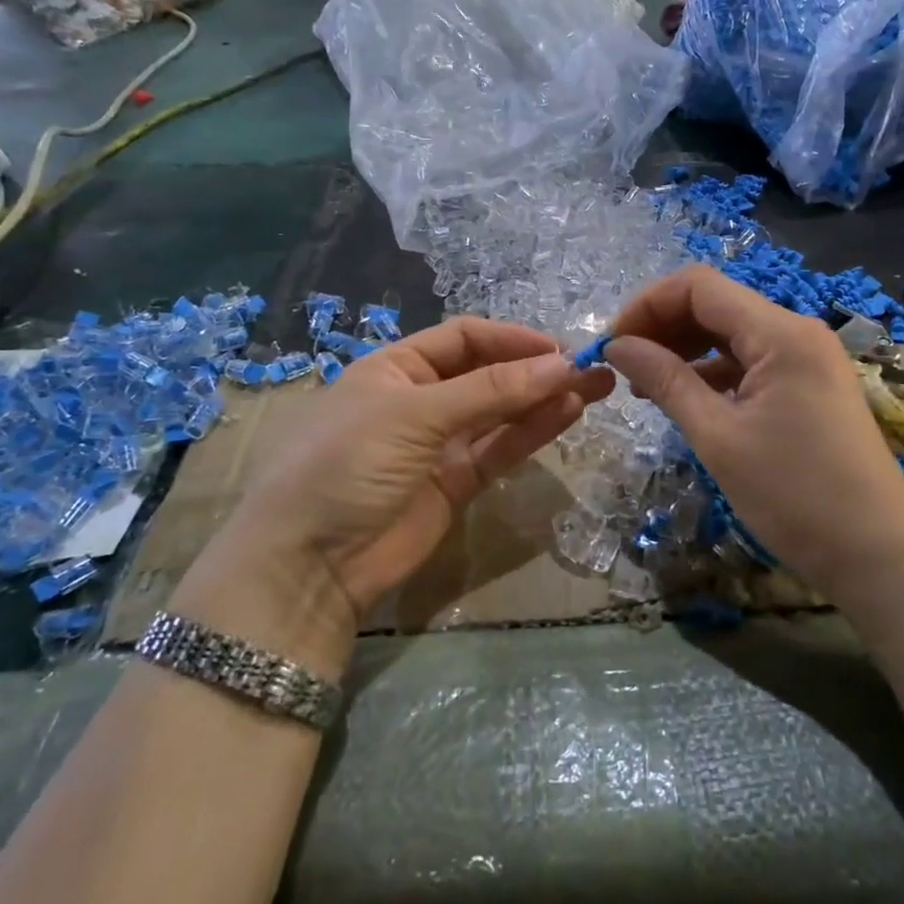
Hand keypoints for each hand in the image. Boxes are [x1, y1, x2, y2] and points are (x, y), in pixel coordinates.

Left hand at [178, 318, 613, 672]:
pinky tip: (568, 413)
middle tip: (591, 367)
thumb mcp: (415, 415)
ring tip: (595, 386)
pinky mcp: (455, 484)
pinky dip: (532, 432)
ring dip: (544, 398)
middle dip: (536, 369)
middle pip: (488, 374)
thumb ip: (491, 391)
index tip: (558, 349)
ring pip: (501, 413)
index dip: (511, 339)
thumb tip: (562, 365)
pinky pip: (500, 449)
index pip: (464, 338)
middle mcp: (421, 399)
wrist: (308, 564)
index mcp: (396, 368)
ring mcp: (439, 444)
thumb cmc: (347, 463)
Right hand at [604, 266, 903, 601]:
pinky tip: (686, 398)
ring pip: (732, 333)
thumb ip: (665, 381)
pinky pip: (751, 361)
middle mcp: (796, 331)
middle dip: (663, 326)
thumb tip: (617, 346)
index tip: (613, 344)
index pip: (699, 286)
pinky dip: (713, 372)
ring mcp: (807, 358)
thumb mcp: (718, 437)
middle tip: (624, 366)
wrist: (879, 554)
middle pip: (716, 304)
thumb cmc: (795, 496)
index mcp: (780, 333)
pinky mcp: (809, 384)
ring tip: (646, 385)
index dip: (648, 305)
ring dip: (685, 349)